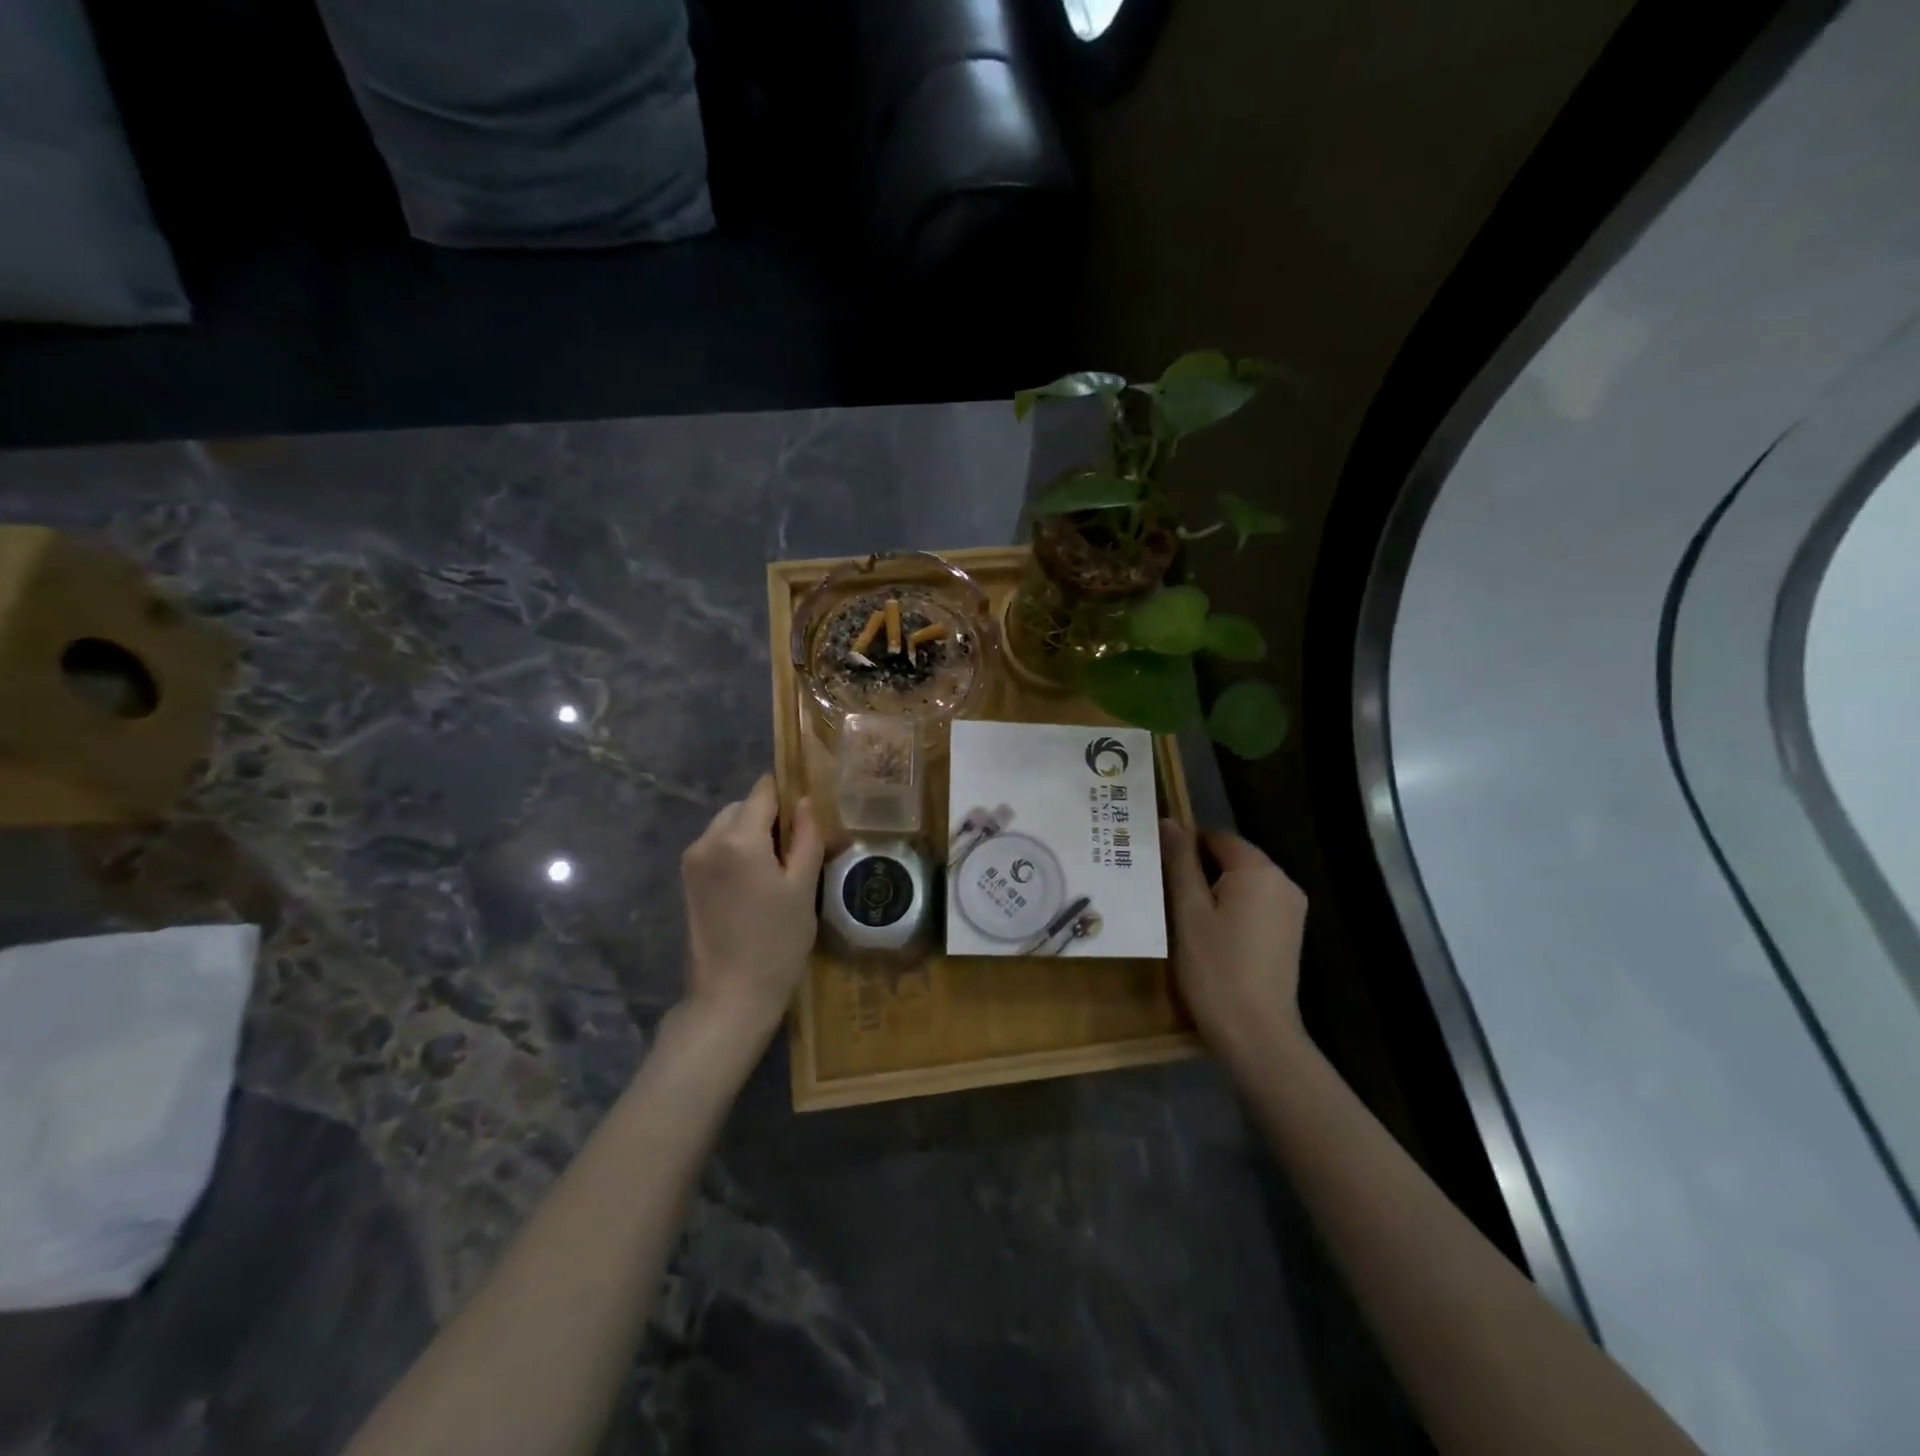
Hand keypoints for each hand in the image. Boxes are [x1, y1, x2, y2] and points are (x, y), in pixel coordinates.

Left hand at [680, 775, 824, 1037]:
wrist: (730, 996)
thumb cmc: (777, 942)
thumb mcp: (803, 888)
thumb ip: (806, 838)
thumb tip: (805, 802)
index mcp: (738, 838)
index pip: (763, 792)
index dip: (787, 793)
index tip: (808, 809)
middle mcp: (708, 840)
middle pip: (743, 807)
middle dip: (769, 816)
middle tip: (797, 846)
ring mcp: (693, 860)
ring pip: (727, 825)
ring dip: (751, 832)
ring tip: (778, 866)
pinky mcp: (687, 880)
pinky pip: (716, 846)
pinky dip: (736, 850)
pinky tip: (756, 880)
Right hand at [1161, 820, 1308, 1063]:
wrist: (1256, 1033)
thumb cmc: (1215, 968)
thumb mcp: (1188, 911)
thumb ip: (1180, 863)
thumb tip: (1170, 822)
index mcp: (1258, 870)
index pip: (1217, 837)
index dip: (1185, 845)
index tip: (1157, 864)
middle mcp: (1282, 882)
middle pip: (1234, 858)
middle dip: (1199, 867)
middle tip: (1163, 888)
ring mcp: (1292, 909)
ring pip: (1244, 882)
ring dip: (1214, 889)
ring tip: (1180, 911)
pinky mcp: (1290, 933)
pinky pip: (1256, 904)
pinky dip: (1232, 908)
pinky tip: (1209, 932)